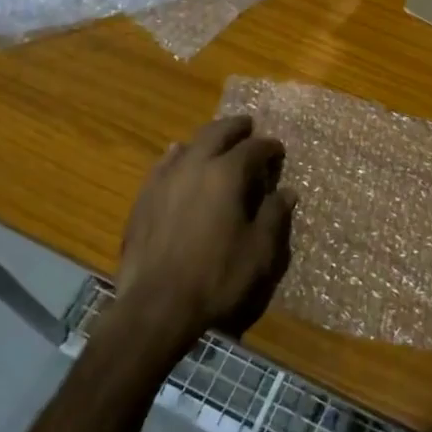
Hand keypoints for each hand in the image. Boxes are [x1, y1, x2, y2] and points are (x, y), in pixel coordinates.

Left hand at [114, 116, 294, 352]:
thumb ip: (274, 216)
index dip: (268, 147)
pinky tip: (178, 157)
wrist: (156, 305)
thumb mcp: (258, 251)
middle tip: (248, 126)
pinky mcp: (144, 196)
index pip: (253, 148)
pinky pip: (164, 164)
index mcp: (227, 174)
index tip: (277, 150)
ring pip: (189, 144)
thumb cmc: (216, 277)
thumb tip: (287, 192)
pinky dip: (177, 155)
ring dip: (207, 138)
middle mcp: (195, 165)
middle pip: (217, 133)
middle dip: (236, 128)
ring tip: (216, 140)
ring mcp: (165, 179)